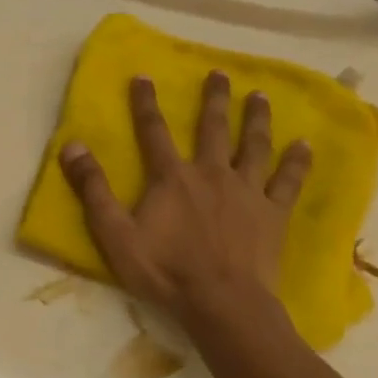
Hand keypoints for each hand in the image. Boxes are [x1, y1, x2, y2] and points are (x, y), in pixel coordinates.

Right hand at [59, 74, 309, 327]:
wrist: (222, 303)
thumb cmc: (164, 271)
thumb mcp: (115, 234)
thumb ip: (93, 189)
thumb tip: (72, 145)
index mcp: (172, 178)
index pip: (154, 131)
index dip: (146, 103)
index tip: (143, 76)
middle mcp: (211, 173)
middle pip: (213, 128)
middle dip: (213, 99)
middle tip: (218, 73)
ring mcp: (246, 191)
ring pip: (254, 145)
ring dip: (256, 119)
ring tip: (259, 95)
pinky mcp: (273, 213)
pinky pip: (287, 181)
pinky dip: (296, 162)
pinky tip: (304, 145)